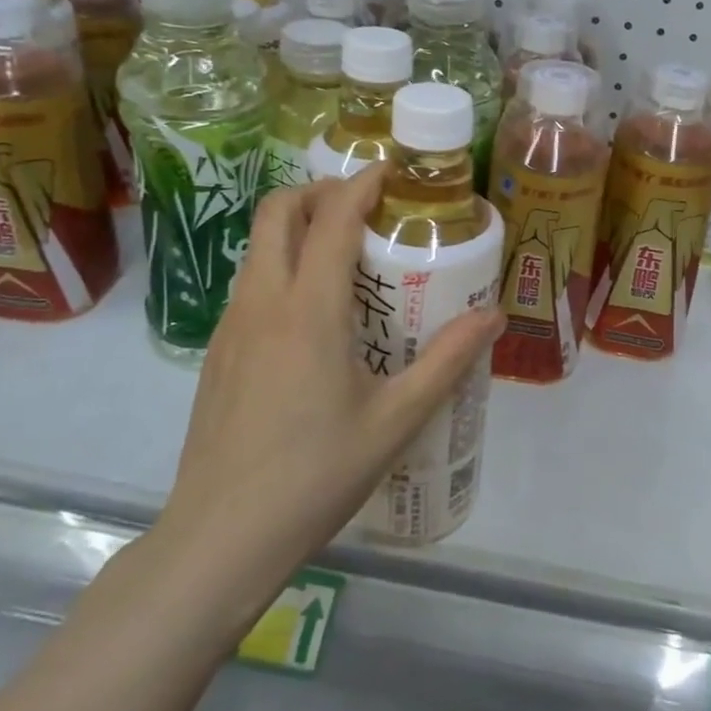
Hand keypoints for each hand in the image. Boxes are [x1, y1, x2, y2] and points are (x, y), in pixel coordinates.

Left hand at [157, 165, 503, 601]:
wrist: (219, 539)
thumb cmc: (315, 474)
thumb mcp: (396, 419)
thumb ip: (447, 361)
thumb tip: (494, 316)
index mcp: (309, 310)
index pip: (333, 219)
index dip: (362, 184)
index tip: (392, 171)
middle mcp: (262, 302)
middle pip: (278, 212)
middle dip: (320, 192)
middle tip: (366, 208)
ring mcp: (230, 326)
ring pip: (258, 246)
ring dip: (298, 227)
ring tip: (346, 254)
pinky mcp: (217, 352)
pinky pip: (250, 282)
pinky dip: (282, 265)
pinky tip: (314, 314)